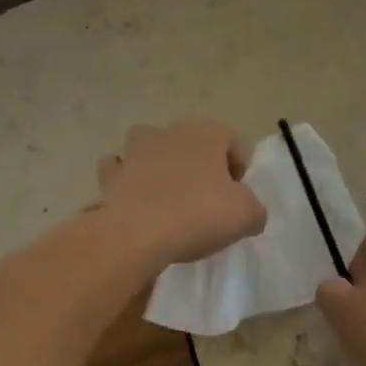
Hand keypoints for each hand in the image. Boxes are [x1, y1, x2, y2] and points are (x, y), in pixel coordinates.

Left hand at [96, 121, 266, 265]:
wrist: (136, 233)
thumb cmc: (198, 214)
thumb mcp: (246, 215)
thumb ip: (255, 209)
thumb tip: (250, 214)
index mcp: (207, 133)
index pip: (231, 141)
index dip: (238, 169)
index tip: (237, 198)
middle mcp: (170, 132)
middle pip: (192, 144)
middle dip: (200, 166)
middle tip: (206, 201)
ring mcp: (135, 150)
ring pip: (152, 150)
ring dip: (160, 168)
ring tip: (168, 201)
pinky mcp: (110, 175)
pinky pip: (120, 172)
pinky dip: (127, 182)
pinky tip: (135, 203)